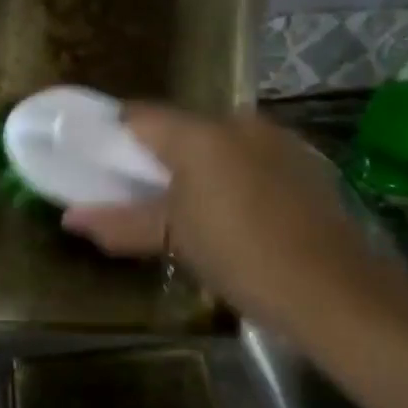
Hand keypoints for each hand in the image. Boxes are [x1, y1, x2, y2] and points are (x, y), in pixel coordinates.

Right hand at [63, 107, 371, 332]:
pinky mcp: (304, 161)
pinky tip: (239, 215)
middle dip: (158, 157)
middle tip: (143, 196)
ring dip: (198, 167)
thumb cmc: (242, 258)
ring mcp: (277, 138)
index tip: (101, 164)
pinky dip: (234, 175)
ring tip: (192, 212)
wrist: (336, 291)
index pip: (138, 116)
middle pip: (180, 129)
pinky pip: (251, 157)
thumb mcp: (175, 241)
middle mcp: (237, 122)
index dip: (113, 135)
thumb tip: (70, 219)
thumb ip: (119, 223)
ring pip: (218, 143)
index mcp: (199, 134)